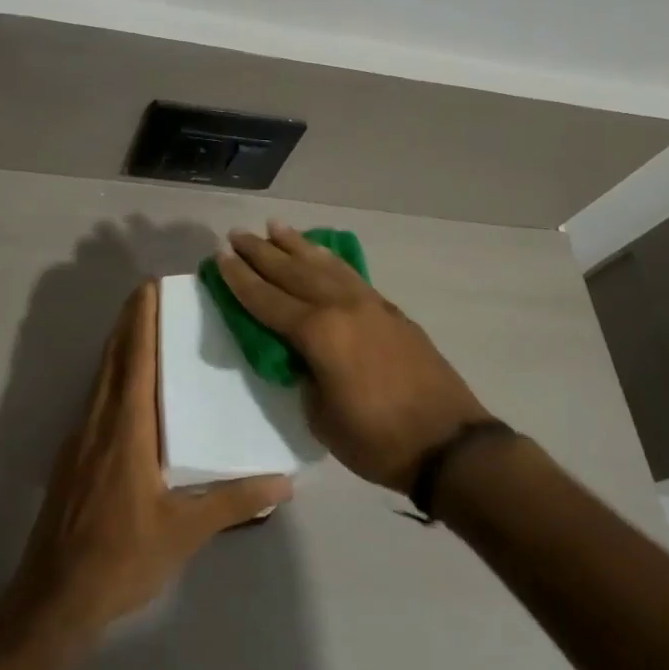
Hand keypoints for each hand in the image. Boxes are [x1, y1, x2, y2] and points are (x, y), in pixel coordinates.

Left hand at [8, 280, 292, 637]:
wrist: (55, 598)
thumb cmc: (122, 558)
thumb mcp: (185, 531)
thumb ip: (234, 501)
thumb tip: (285, 481)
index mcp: (127, 430)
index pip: (135, 360)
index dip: (142, 320)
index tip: (151, 286)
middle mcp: (100, 422)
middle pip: (114, 358)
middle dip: (129, 321)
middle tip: (151, 292)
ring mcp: (81, 438)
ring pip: (101, 377)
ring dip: (119, 345)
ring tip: (143, 326)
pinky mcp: (73, 457)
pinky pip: (96, 398)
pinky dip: (112, 374)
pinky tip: (128, 386)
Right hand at [218, 222, 496, 492]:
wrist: (448, 443)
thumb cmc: (377, 440)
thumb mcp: (321, 417)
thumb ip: (304, 376)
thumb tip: (302, 355)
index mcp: (318, 333)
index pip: (267, 300)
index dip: (240, 280)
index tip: (220, 257)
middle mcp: (341, 307)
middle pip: (292, 272)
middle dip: (261, 252)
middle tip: (237, 234)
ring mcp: (369, 304)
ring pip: (323, 265)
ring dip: (296, 245)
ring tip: (274, 225)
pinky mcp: (390, 310)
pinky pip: (349, 274)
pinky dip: (330, 259)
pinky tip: (321, 252)